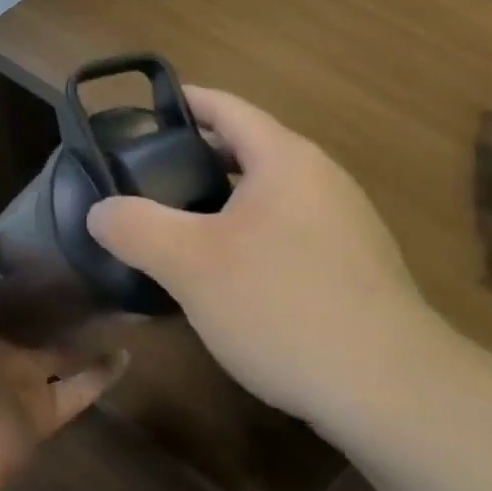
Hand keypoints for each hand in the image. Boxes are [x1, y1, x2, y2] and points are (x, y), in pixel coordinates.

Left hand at [0, 215, 125, 490]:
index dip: (17, 262)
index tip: (54, 230)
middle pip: (31, 316)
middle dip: (58, 293)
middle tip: (99, 258)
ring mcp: (19, 383)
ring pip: (60, 350)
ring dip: (86, 330)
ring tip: (121, 297)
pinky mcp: (44, 414)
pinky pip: (79, 389)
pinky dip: (103, 373)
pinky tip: (129, 349)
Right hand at [86, 87, 443, 428]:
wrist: (391, 388)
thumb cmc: (282, 305)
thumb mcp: (192, 265)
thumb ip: (137, 228)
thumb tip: (100, 211)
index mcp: (285, 157)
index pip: (226, 107)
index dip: (184, 102)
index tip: (144, 114)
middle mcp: (321, 176)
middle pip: (249, 148)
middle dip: (198, 157)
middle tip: (149, 178)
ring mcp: (346, 221)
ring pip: (271, 193)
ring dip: (227, 200)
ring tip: (183, 226)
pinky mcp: (357, 264)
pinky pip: (292, 229)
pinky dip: (255, 233)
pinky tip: (234, 275)